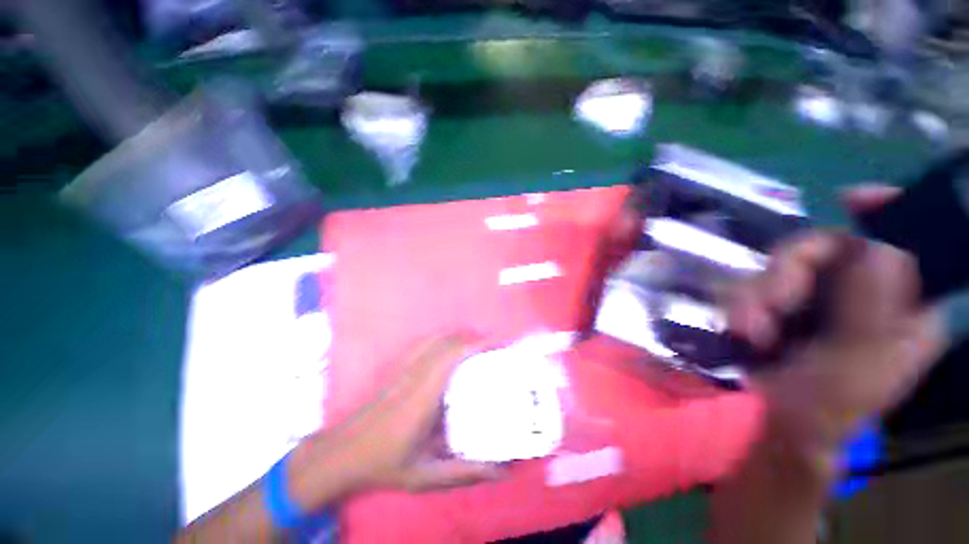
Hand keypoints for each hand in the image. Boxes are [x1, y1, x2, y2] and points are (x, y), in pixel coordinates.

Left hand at [288, 334, 503, 509]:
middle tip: (492, 347)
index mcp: (424, 396)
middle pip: (446, 343)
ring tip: (475, 344)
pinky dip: (440, 338)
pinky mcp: (397, 369)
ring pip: (434, 340)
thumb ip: (464, 473)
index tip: (495, 345)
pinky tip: (447, 346)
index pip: (451, 357)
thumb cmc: (384, 464)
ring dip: (457, 337)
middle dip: (471, 339)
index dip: (474, 345)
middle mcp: (415, 375)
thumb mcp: (426, 476)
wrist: (342, 454)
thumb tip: (499, 470)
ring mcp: (404, 369)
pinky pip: (422, 344)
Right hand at [727, 186, 947, 453]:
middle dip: (787, 271)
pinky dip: (743, 304)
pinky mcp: (780, 305)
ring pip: (781, 267)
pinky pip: (755, 285)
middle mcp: (861, 293)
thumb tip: (879, 244)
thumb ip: (873, 308)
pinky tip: (741, 332)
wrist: (773, 425)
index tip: (851, 198)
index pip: (906, 242)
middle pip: (825, 248)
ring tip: (748, 333)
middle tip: (768, 305)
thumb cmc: (826, 409)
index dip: (885, 213)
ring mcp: (817, 298)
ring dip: (756, 295)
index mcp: (901, 306)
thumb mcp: (857, 365)